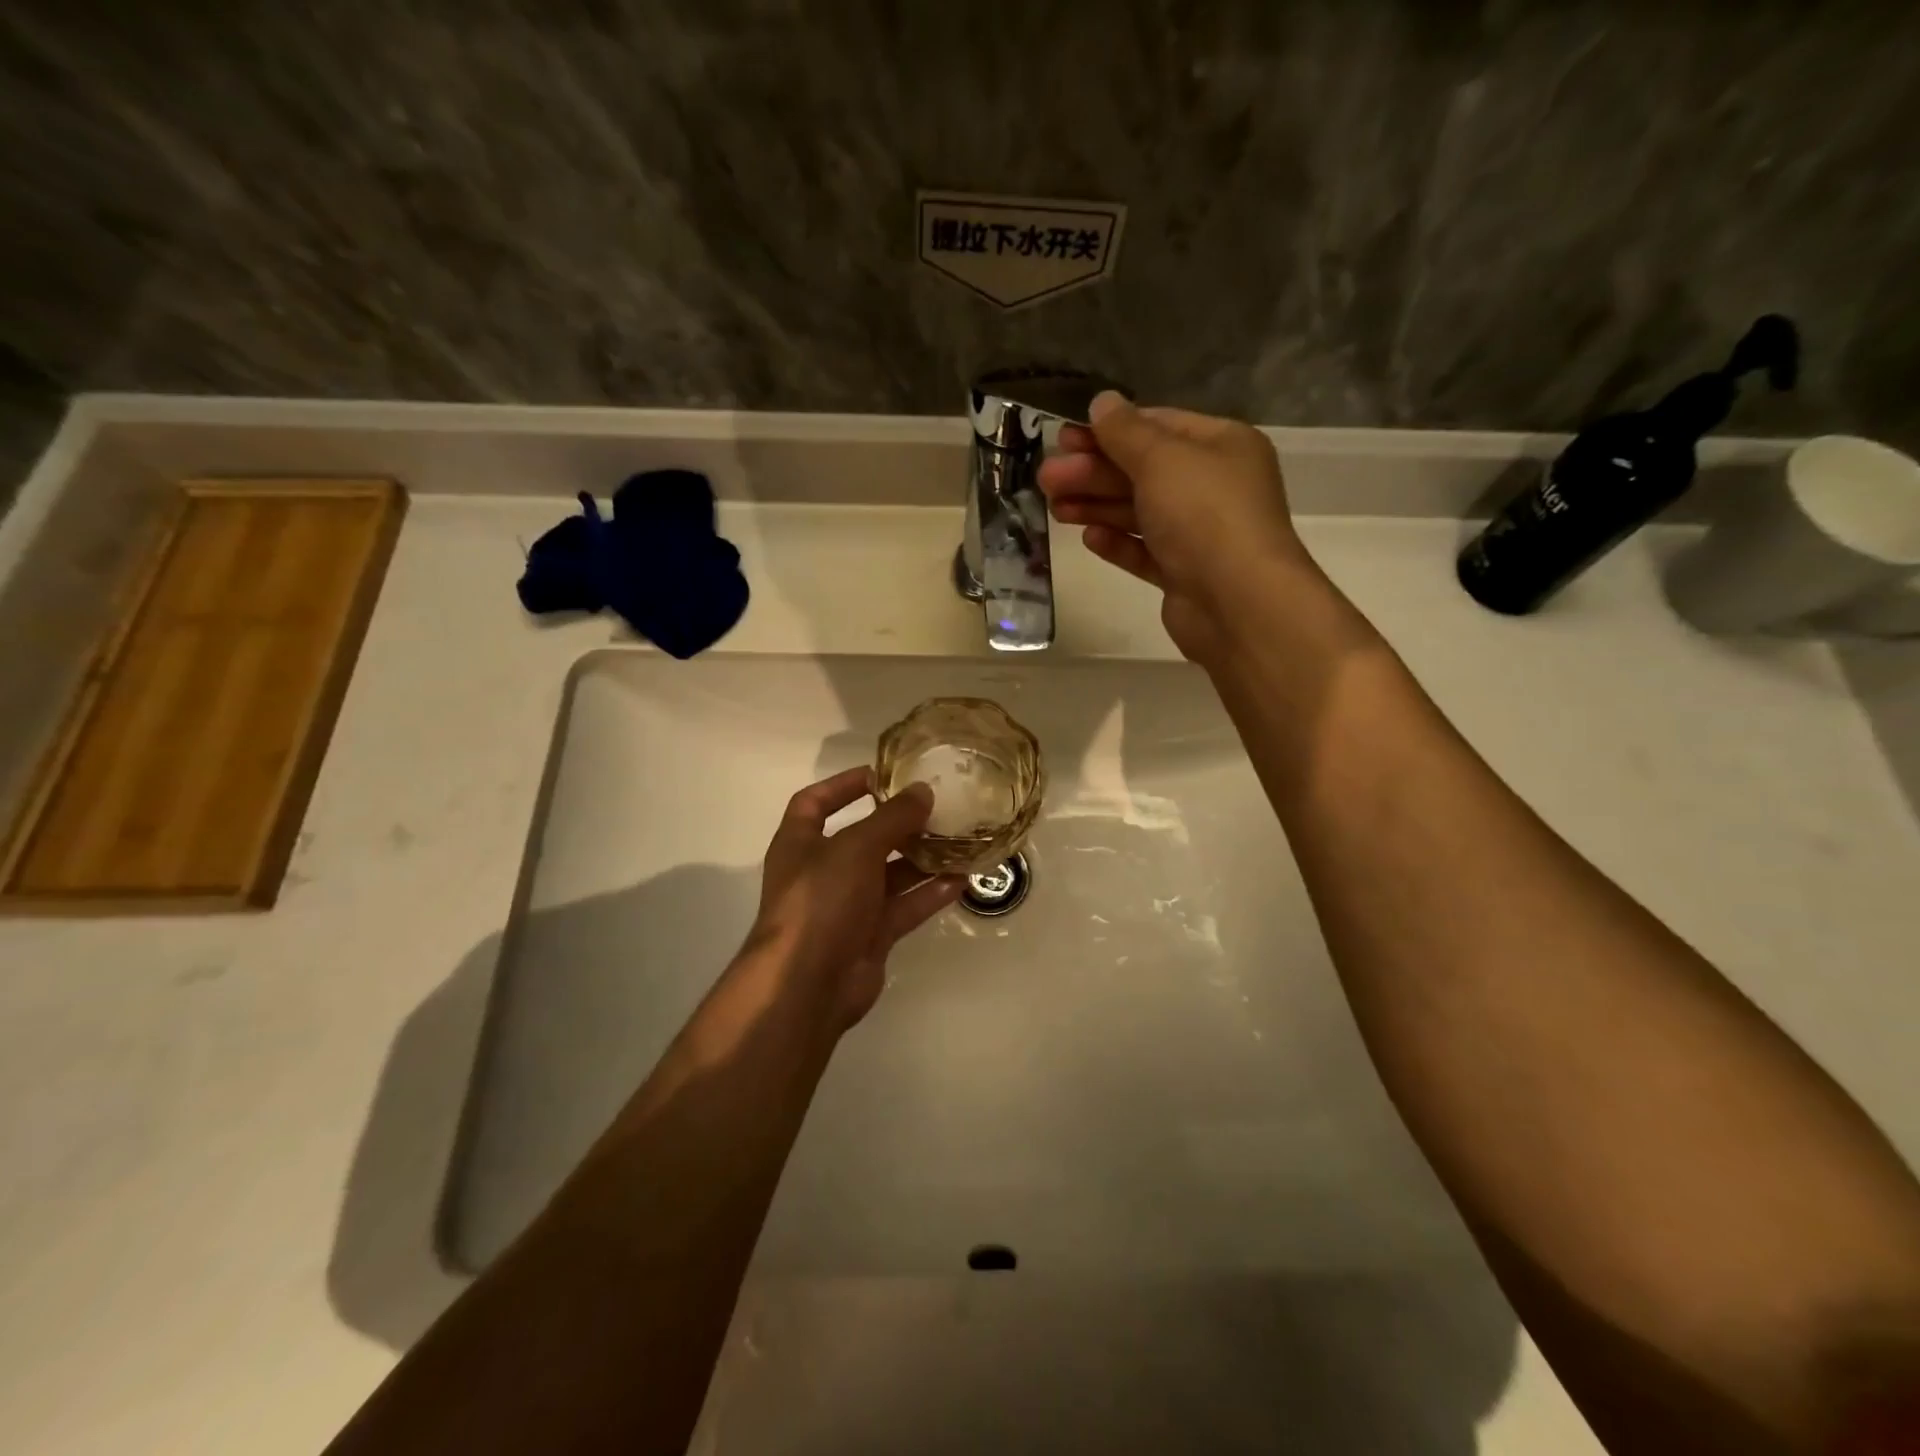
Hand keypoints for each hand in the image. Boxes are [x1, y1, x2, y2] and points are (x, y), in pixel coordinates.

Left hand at [747, 767, 964, 1030]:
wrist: (808, 985)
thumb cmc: (821, 900)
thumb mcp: (856, 847)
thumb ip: (892, 817)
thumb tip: (923, 790)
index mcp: (801, 843)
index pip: (815, 802)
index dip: (844, 785)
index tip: (882, 774)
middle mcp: (822, 871)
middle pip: (863, 838)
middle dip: (898, 823)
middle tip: (938, 807)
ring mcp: (847, 906)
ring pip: (889, 874)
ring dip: (921, 858)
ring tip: (959, 840)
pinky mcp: (871, 935)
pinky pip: (904, 907)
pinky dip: (930, 894)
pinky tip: (962, 879)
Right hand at [1038, 393, 1320, 662]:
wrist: (1237, 602)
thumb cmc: (1204, 515)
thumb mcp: (1161, 459)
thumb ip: (1126, 432)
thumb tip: (1103, 402)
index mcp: (1222, 446)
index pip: (1159, 427)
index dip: (1109, 431)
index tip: (1064, 438)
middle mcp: (1214, 487)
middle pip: (1143, 472)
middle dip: (1093, 473)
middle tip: (1047, 478)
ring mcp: (1200, 534)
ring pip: (1140, 513)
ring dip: (1097, 507)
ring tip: (1054, 508)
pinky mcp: (1185, 575)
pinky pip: (1146, 552)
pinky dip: (1118, 543)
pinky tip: (1089, 538)